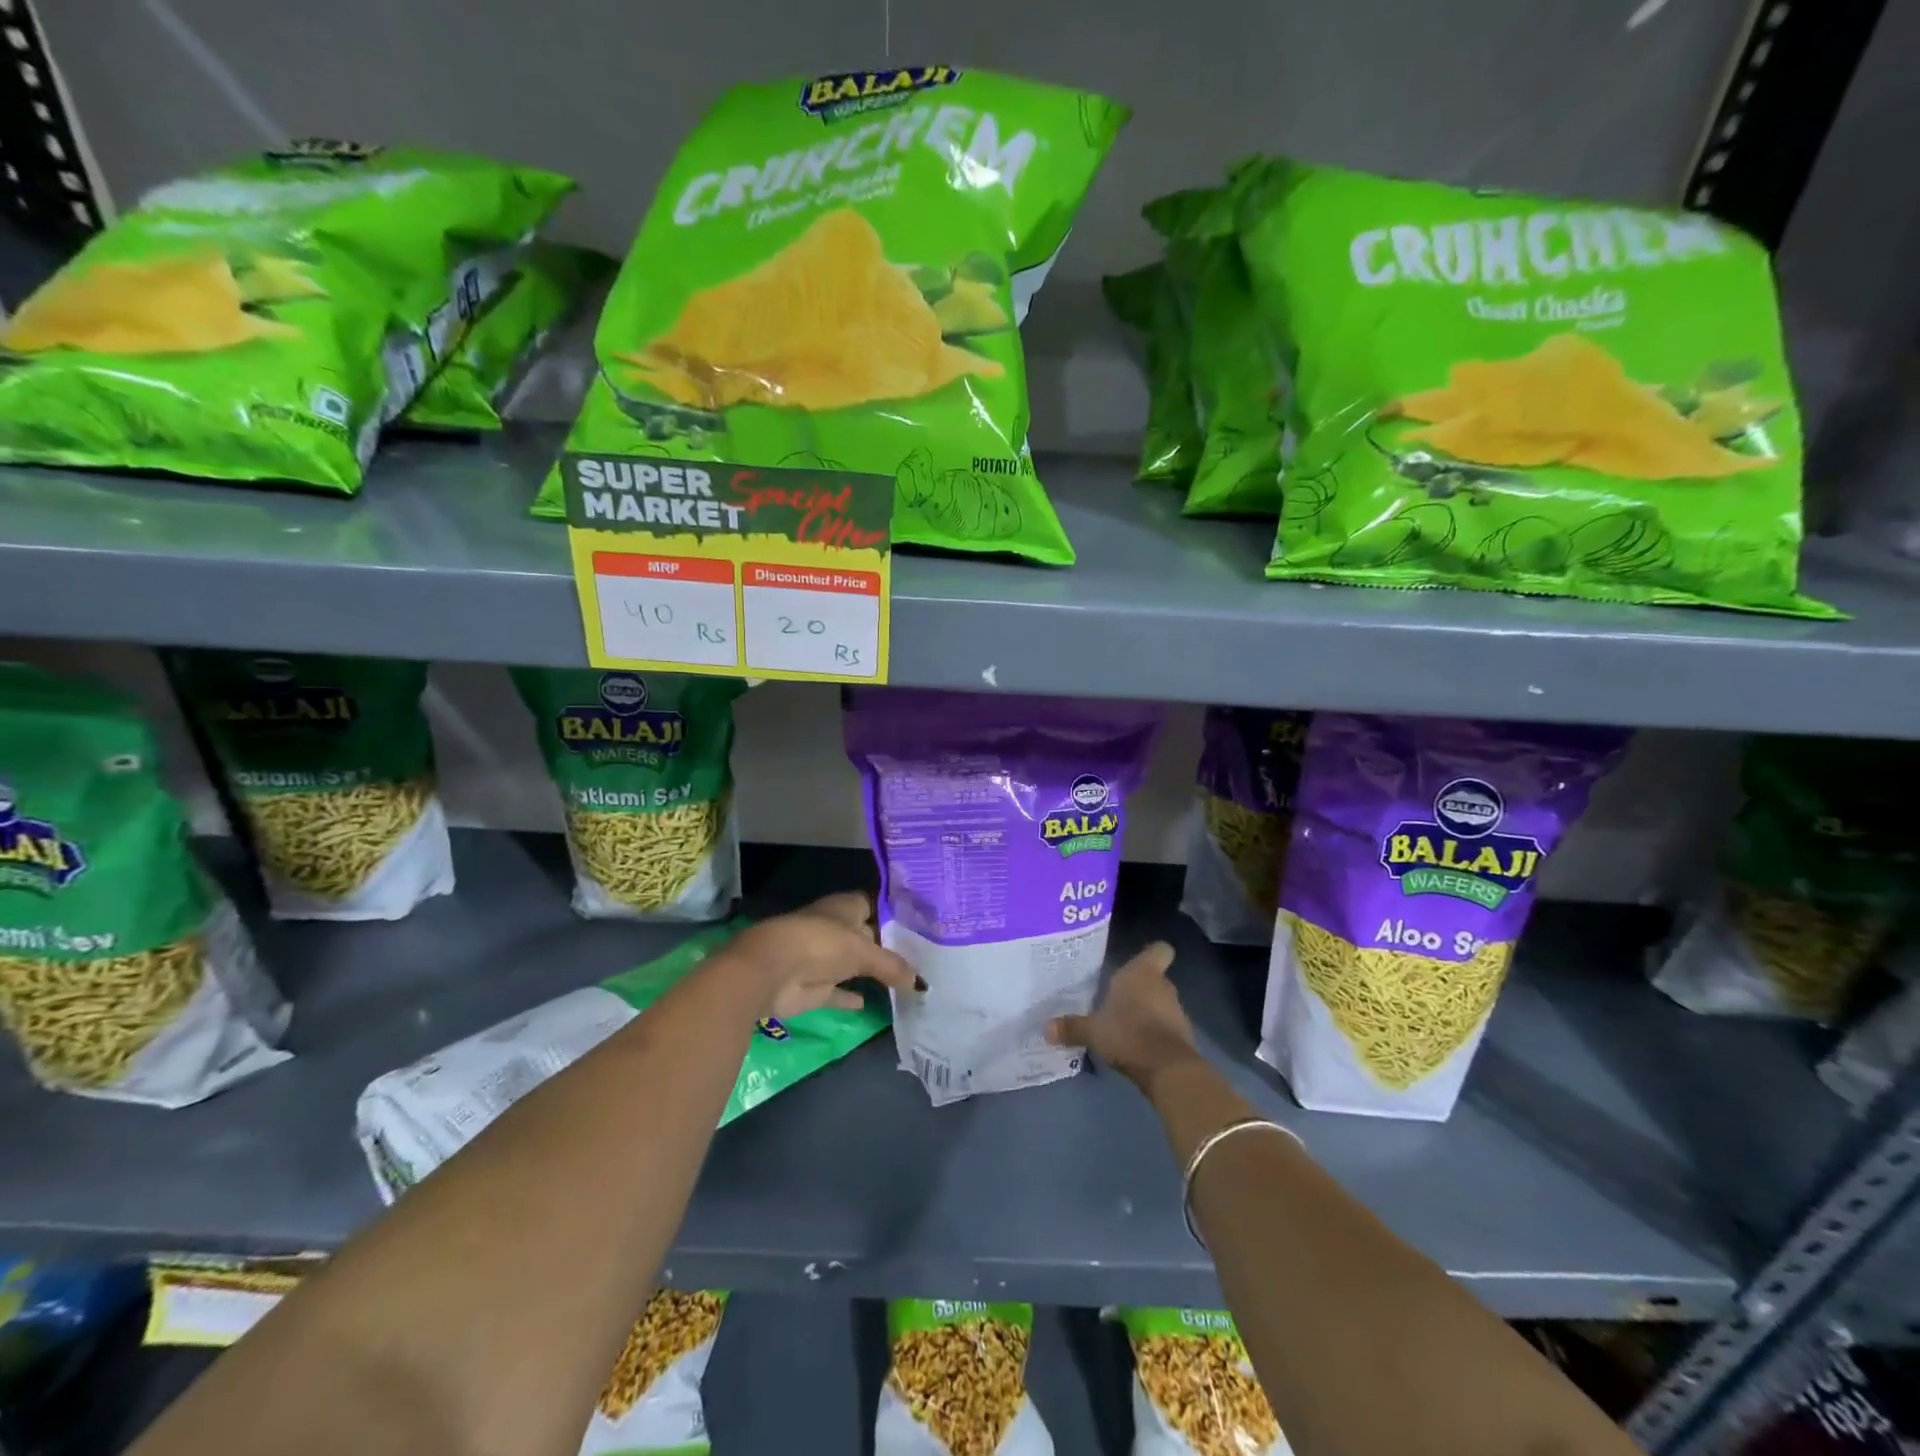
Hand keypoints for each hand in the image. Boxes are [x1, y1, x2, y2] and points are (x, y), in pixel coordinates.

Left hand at [725, 892, 921, 1020]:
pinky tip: (873, 1004)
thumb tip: (920, 981)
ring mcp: (824, 958)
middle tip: (925, 957)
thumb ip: (892, 965)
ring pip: (855, 965)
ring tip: (908, 982)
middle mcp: (837, 929)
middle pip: (868, 936)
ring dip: (873, 972)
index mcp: (846, 907)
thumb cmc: (821, 944)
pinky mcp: (815, 988)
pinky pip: (839, 992)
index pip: (877, 905)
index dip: (897, 914)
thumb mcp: (864, 951)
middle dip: (890, 946)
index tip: (924, 924)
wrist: (772, 971)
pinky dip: (851, 997)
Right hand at [1045, 941, 1199, 1091]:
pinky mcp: (1183, 1036)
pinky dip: (1154, 1032)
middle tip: (1115, 997)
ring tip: (1122, 1024)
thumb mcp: (1092, 1031)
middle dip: (1139, 988)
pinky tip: (1135, 1044)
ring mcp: (1176, 1011)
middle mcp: (1162, 985)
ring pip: (1160, 1002)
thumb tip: (1045, 1028)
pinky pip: (1165, 1026)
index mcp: (1142, 973)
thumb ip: (1071, 1027)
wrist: (1168, 1069)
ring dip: (1147, 1011)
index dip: (1151, 954)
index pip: (1159, 950)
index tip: (1136, 963)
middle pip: (1155, 978)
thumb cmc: (1128, 1033)